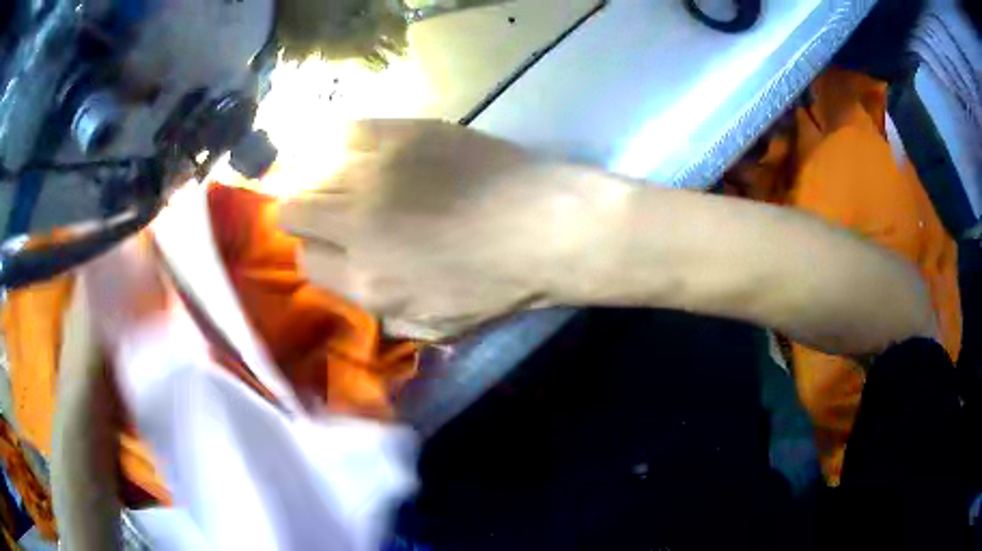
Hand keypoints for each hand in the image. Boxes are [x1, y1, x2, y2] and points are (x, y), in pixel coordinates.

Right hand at [278, 120, 618, 339]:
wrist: (545, 226)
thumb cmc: (498, 285)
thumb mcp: (436, 325)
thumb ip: (379, 311)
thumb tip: (349, 283)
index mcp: (366, 281)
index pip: (305, 262)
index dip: (316, 254)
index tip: (333, 248)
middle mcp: (355, 224)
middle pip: (294, 209)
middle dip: (304, 215)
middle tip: (329, 212)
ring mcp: (376, 172)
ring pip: (311, 168)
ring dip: (319, 177)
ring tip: (341, 180)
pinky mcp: (401, 133)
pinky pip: (346, 130)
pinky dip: (342, 142)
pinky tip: (359, 152)